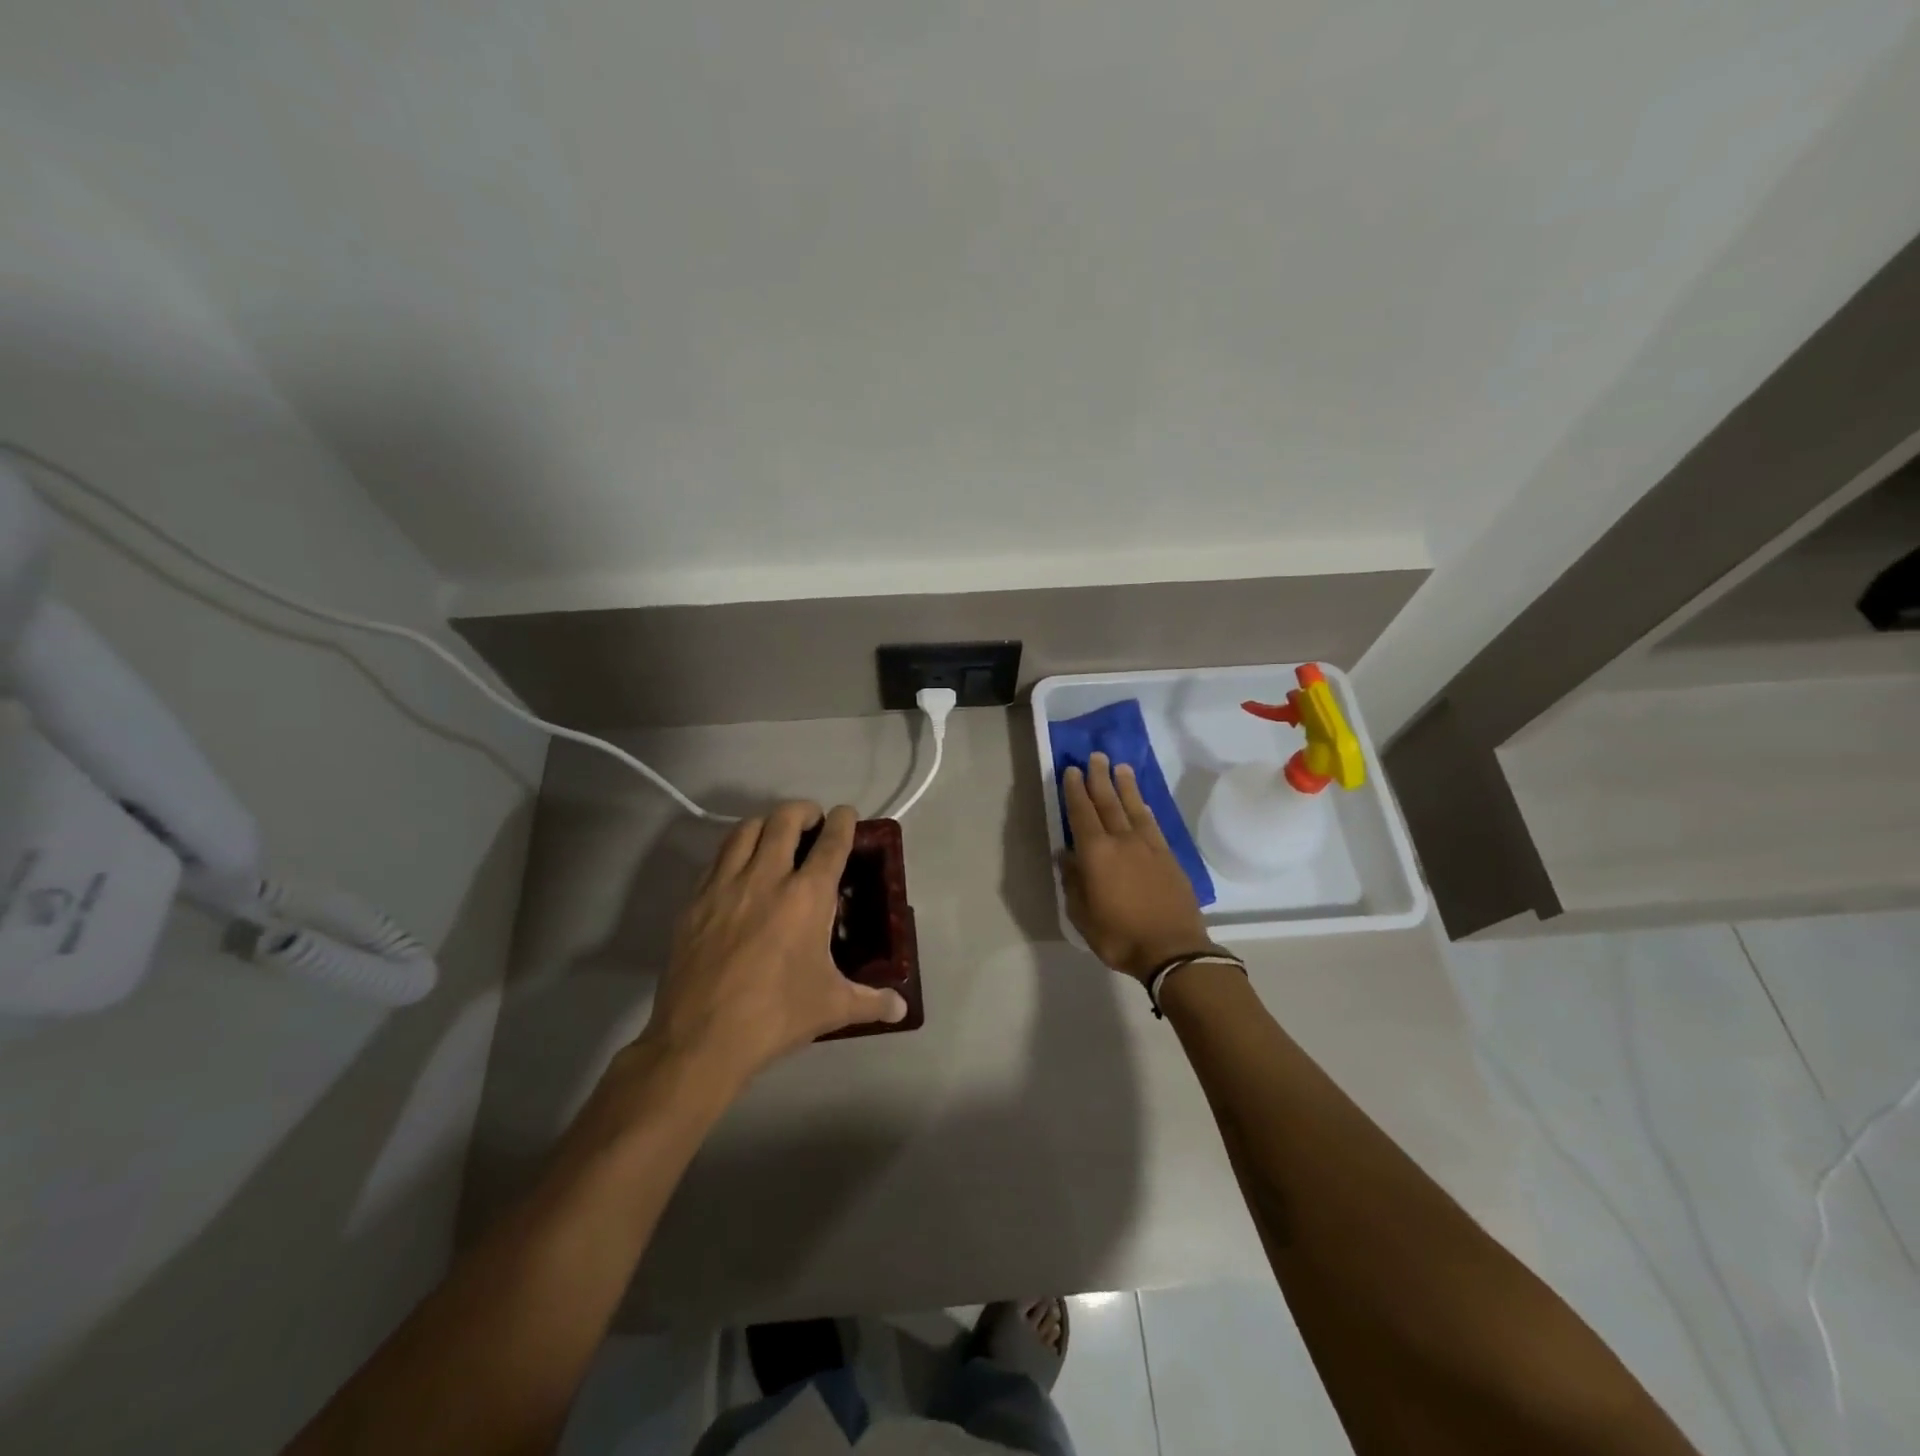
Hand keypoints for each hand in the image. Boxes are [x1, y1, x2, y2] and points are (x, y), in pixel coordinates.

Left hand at [640, 802, 907, 1086]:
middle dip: (803, 810)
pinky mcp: (695, 901)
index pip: (831, 842)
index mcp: (807, 896)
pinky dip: (734, 851)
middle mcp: (767, 878)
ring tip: (775, 836)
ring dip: (766, 824)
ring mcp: (725, 885)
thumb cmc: (776, 1016)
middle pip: (785, 819)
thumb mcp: (832, 1007)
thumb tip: (901, 1008)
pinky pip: (717, 859)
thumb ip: (872, 1001)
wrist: (701, 1039)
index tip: (846, 814)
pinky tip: (740, 871)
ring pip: (745, 829)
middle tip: (812, 822)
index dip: (843, 821)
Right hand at [1061, 753, 1219, 981]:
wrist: (1173, 950)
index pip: (1082, 813)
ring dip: (1125, 786)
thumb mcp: (1082, 915)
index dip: (1075, 791)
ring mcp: (1148, 846)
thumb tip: (1066, 855)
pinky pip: (1152, 824)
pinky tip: (1141, 802)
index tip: (1071, 770)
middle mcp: (1122, 841)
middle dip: (1099, 778)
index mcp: (1096, 854)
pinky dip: (1144, 808)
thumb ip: (1073, 882)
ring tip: (1120, 767)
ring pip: (1133, 807)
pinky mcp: (1168, 856)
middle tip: (1095, 756)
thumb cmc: (1119, 936)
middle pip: (1108, 802)